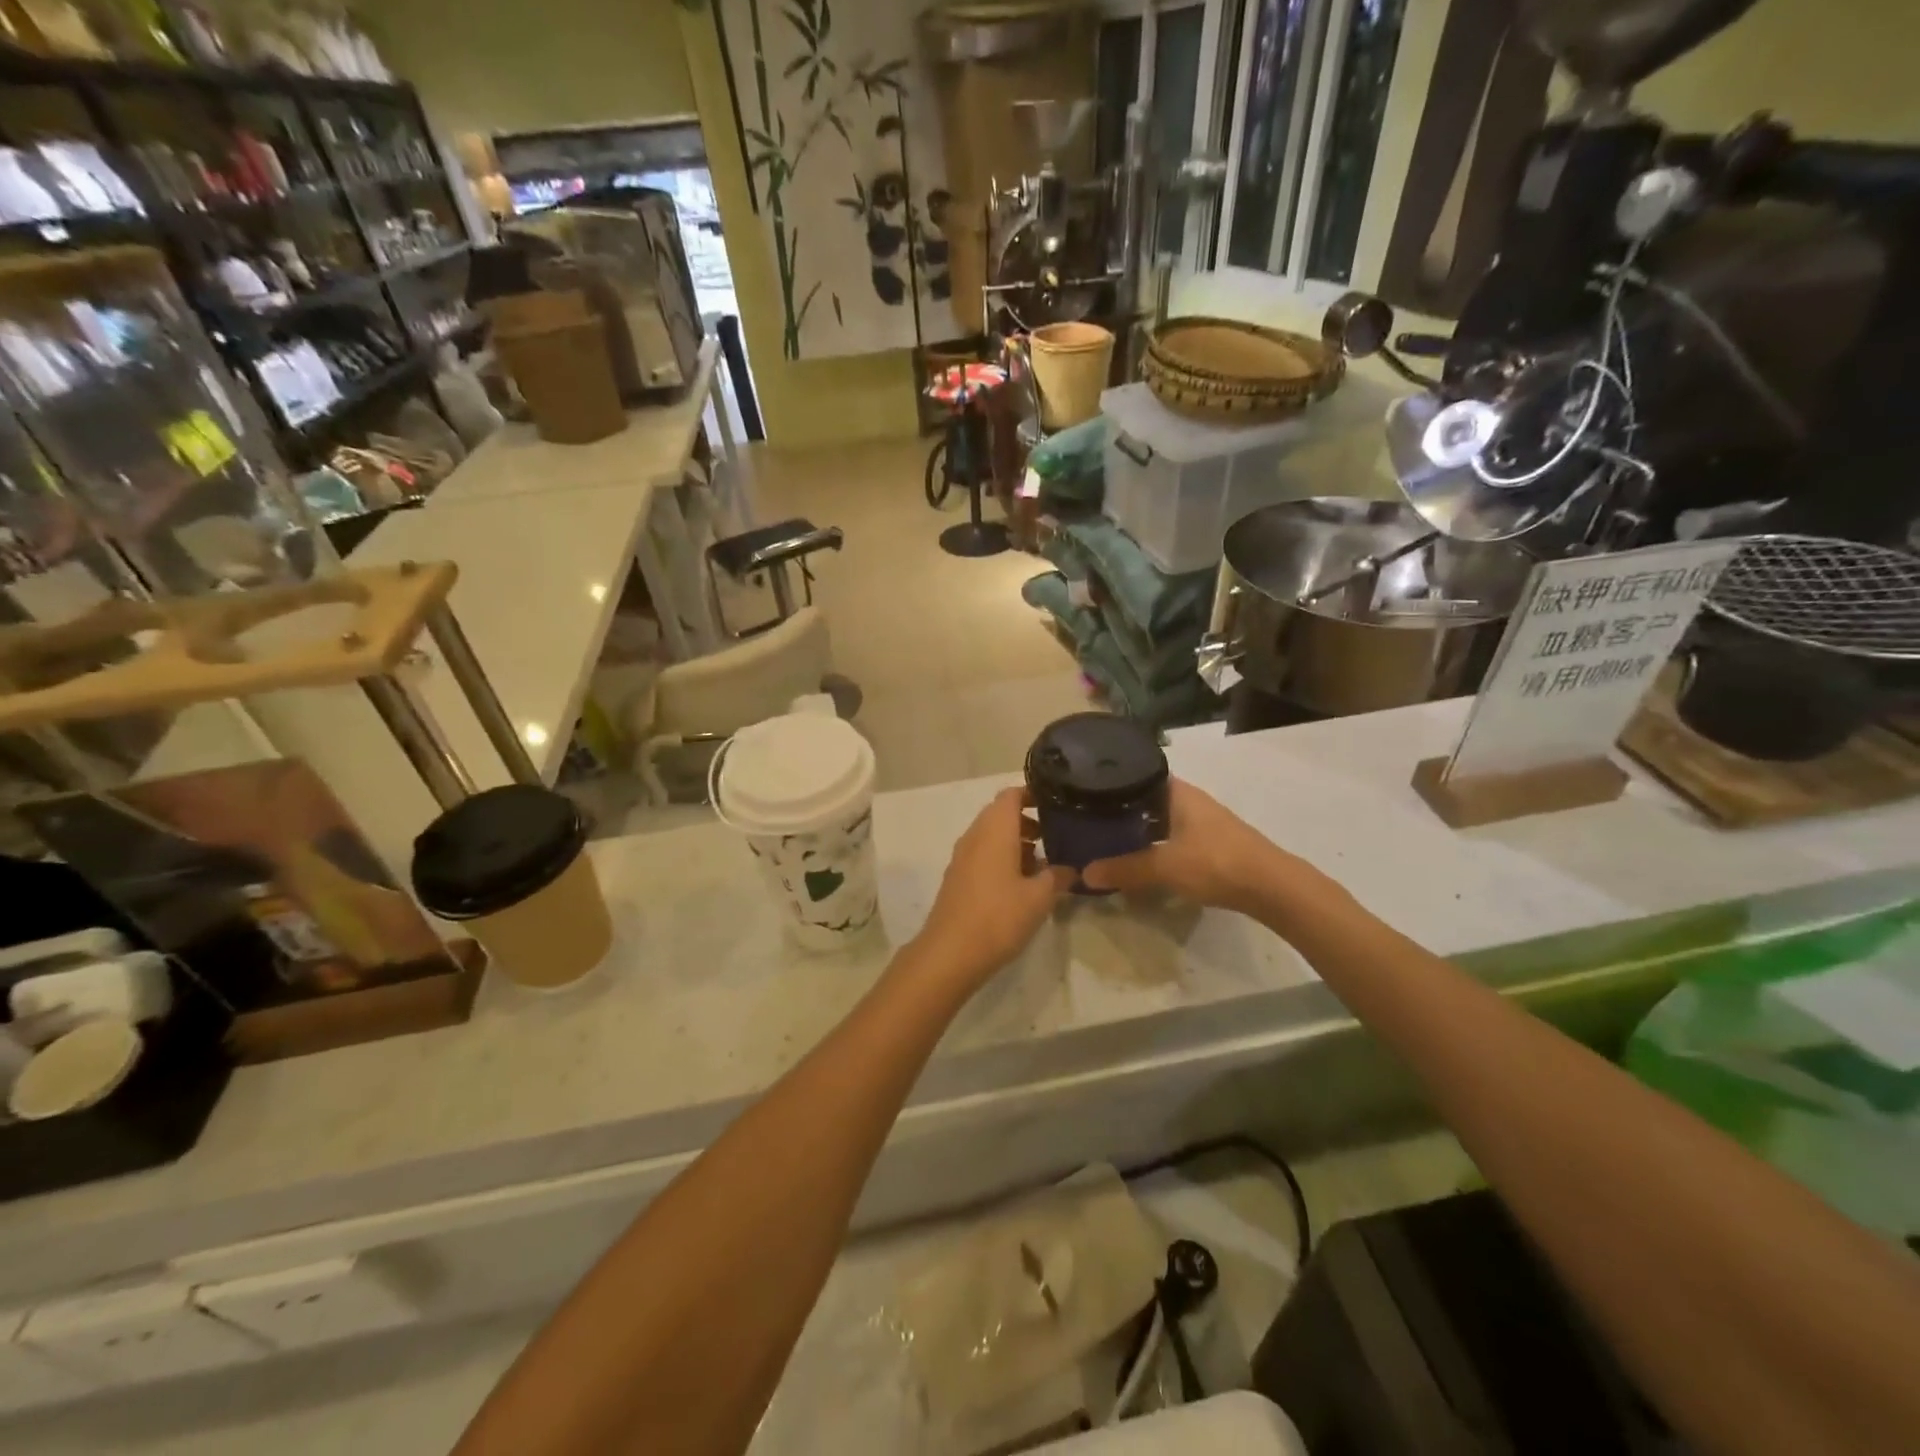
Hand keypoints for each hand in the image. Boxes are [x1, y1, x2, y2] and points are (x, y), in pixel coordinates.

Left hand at [911, 788, 1074, 991]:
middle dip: (1028, 822)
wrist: (950, 953)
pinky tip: (1022, 886)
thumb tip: (1069, 869)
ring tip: (1044, 865)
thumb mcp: (1039, 898)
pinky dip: (1003, 860)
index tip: (1056, 805)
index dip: (1033, 794)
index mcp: (994, 830)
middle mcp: (975, 836)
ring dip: (1017, 843)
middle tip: (1056, 837)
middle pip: (1001, 815)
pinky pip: (983, 856)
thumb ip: (1057, 877)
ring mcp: (962, 857)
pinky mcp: (957, 878)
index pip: (1011, 794)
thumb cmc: (998, 916)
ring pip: (992, 837)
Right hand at [1081, 778, 1303, 913]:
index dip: (1114, 781)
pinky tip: (1142, 857)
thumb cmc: (1215, 863)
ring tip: (1108, 839)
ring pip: (1161, 818)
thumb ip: (1124, 869)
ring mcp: (1203, 821)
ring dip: (1139, 828)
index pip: (1138, 774)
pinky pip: (1173, 835)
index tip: (1087, 791)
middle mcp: (1190, 800)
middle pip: (1148, 798)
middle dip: (1122, 808)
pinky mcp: (1211, 843)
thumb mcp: (1163, 866)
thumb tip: (1083, 874)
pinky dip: (1155, 843)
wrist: (1272, 887)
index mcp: (1178, 792)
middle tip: (1090, 819)